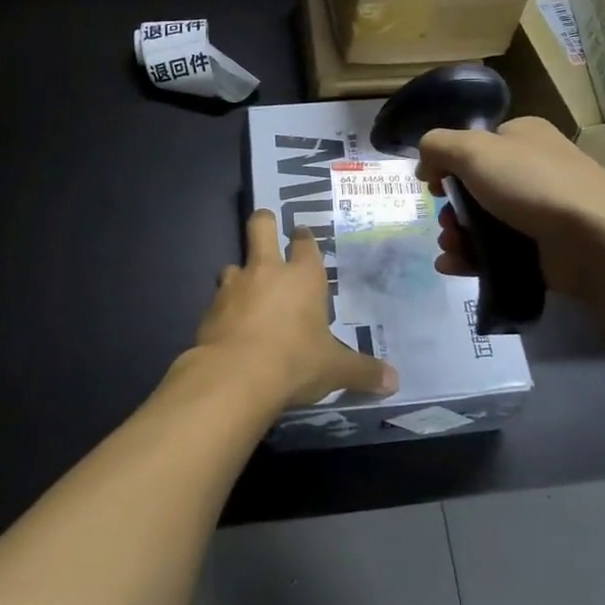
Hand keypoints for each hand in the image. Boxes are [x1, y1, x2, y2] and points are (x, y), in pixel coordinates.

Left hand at [189, 209, 396, 409]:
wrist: (235, 377)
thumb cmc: (295, 362)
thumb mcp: (335, 369)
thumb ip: (363, 372)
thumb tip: (394, 382)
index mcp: (303, 277)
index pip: (306, 244)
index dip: (304, 237)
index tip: (302, 233)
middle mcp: (267, 271)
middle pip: (261, 227)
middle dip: (264, 222)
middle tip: (266, 226)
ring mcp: (234, 286)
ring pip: (233, 264)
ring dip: (240, 274)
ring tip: (246, 290)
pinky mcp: (210, 309)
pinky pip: (218, 299)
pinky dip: (224, 308)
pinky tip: (229, 326)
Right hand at [416, 117, 604, 302]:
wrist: (595, 240)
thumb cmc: (532, 184)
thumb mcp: (473, 150)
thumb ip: (438, 146)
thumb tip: (425, 163)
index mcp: (523, 136)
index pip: (476, 145)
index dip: (448, 164)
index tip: (432, 185)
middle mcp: (533, 169)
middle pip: (476, 187)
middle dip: (450, 208)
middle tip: (444, 223)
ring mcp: (541, 211)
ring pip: (483, 222)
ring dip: (457, 235)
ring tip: (449, 248)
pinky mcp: (543, 250)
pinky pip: (497, 252)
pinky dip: (471, 259)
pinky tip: (452, 266)